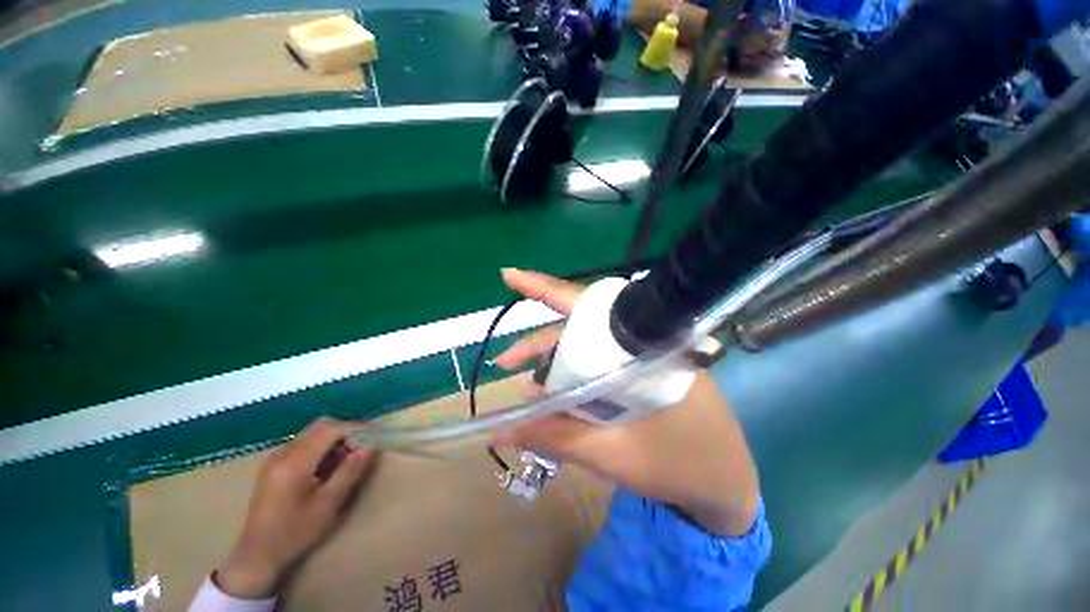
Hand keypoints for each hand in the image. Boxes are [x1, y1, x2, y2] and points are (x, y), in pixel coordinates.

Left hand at [216, 418, 377, 598]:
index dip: (355, 428)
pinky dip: (322, 446)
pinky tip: (329, 465)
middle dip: (346, 431)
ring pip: (312, 433)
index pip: (330, 430)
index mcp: (294, 463)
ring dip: (334, 438)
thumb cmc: (295, 533)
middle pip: (320, 426)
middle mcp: (283, 453)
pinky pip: (303, 443)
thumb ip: (350, 471)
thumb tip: (371, 445)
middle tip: (363, 447)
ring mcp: (276, 458)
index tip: (374, 437)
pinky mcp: (274, 465)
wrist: (257, 556)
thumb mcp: (328, 504)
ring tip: (348, 457)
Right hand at [493, 268, 759, 535]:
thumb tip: (500, 428)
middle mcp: (645, 339)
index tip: (509, 276)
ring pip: (589, 345)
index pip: (588, 305)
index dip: (546, 288)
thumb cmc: (679, 467)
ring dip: (555, 362)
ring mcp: (645, 353)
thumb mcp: (613, 454)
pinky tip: (557, 393)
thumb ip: (556, 436)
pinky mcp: (645, 368)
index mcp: (645, 344)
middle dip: (540, 343)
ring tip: (527, 389)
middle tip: (506, 364)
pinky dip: (575, 374)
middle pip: (581, 326)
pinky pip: (600, 361)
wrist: (727, 486)